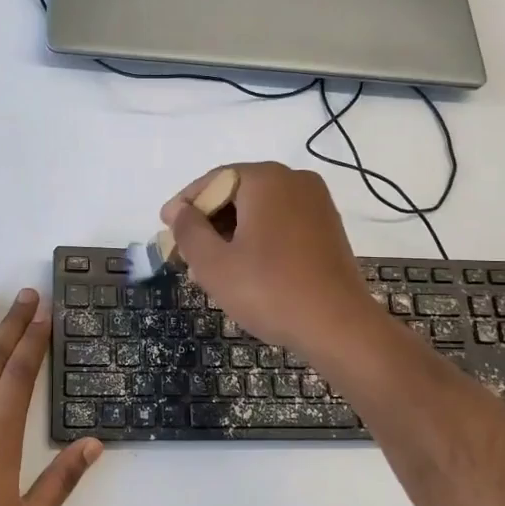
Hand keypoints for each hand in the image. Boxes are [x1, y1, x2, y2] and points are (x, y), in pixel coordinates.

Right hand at [162, 162, 386, 361]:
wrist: (339, 326)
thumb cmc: (269, 290)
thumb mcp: (214, 263)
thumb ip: (188, 231)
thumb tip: (178, 210)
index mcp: (266, 179)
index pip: (213, 181)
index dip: (185, 205)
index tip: (165, 228)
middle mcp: (294, 181)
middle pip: (236, 194)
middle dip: (208, 223)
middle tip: (185, 255)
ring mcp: (316, 204)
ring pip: (258, 212)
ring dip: (230, 235)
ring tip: (209, 271)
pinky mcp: (327, 228)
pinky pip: (280, 224)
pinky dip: (257, 240)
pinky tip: (243, 271)